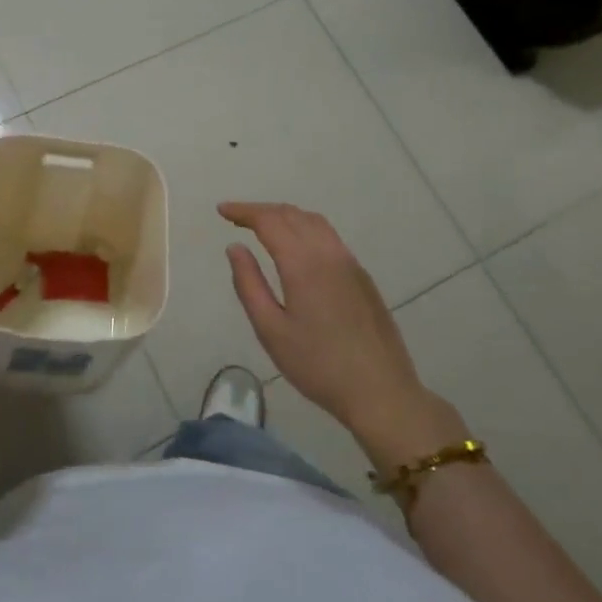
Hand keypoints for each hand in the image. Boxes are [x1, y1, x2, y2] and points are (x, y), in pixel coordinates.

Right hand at [220, 202, 469, 466]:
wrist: (381, 391)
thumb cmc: (317, 365)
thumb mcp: (271, 330)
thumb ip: (249, 284)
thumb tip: (235, 248)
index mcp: (303, 263)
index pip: (269, 221)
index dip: (243, 211)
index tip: (221, 210)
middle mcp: (328, 252)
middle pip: (292, 214)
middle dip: (261, 210)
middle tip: (235, 217)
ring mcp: (350, 262)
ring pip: (314, 222)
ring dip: (285, 216)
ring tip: (262, 226)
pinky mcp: (362, 276)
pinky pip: (329, 236)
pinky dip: (304, 227)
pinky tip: (296, 246)